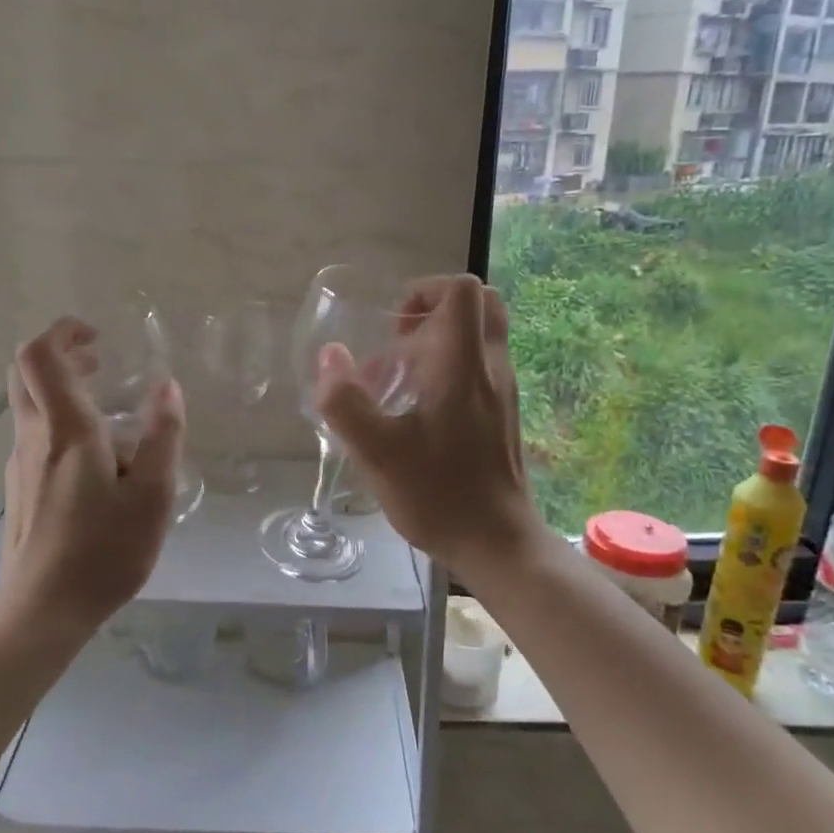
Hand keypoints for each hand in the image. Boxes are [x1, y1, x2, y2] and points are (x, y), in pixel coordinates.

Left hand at [1, 317, 184, 628]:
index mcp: (66, 430)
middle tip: (100, 361)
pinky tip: (95, 454)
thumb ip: (162, 436)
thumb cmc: (104, 551)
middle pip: (26, 374)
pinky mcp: (20, 488)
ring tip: (107, 404)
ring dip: (62, 388)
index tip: (97, 337)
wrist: (43, 610)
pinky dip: (60, 420)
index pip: (40, 356)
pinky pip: (35, 435)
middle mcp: (34, 437)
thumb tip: (167, 386)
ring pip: (29, 404)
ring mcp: (20, 464)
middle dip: (60, 355)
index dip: (62, 332)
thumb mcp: (152, 495)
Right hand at [315, 274, 542, 577]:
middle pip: (479, 306)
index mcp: (464, 366)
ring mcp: (502, 392)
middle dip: (434, 311)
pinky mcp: (502, 414)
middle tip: (398, 343)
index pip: (462, 290)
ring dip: (437, 343)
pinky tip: (415, 411)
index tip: (393, 323)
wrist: (498, 543)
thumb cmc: (438, 494)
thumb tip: (330, 356)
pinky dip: (448, 370)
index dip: (424, 289)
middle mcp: (491, 368)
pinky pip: (478, 368)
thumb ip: (345, 402)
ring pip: (478, 338)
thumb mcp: (377, 452)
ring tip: (396, 382)